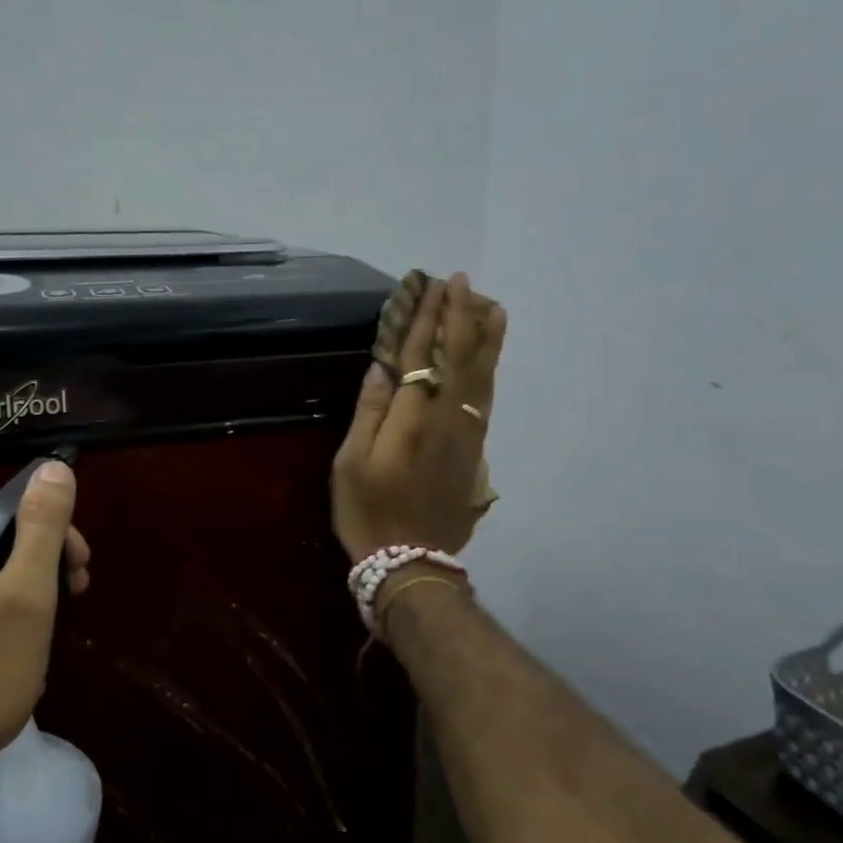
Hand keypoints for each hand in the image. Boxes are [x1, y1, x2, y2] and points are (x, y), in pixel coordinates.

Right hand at [332, 273, 504, 562]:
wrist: (411, 562)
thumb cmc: (369, 512)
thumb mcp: (350, 464)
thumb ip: (369, 412)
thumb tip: (382, 368)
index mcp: (411, 420)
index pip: (421, 356)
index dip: (426, 318)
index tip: (430, 286)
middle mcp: (446, 418)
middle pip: (459, 356)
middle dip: (461, 315)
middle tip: (461, 280)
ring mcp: (467, 433)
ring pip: (482, 374)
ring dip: (486, 336)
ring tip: (491, 304)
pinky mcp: (475, 448)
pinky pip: (487, 396)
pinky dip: (491, 367)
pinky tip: (491, 354)